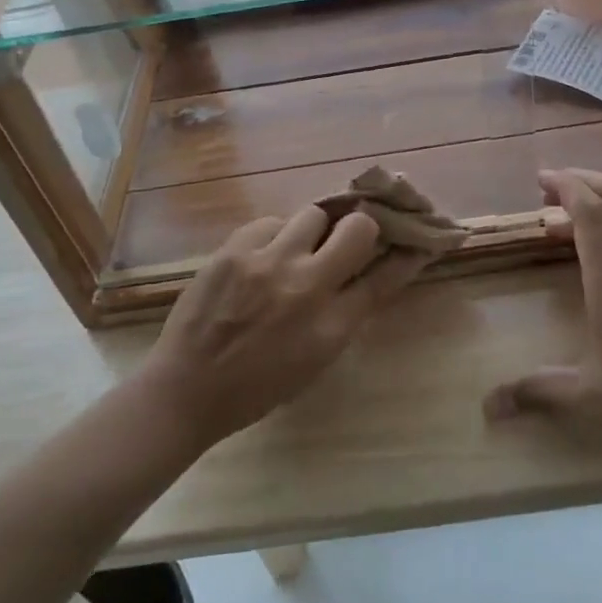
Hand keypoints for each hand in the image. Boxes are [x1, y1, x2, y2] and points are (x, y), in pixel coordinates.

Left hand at [142, 205, 422, 448]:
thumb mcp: (316, 361)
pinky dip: (276, 236)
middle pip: (358, 228)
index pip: (385, 277)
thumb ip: (345, 314)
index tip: (415, 241)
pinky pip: (271, 222)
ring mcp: (268, 262)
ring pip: (314, 213)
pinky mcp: (234, 248)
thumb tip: (368, 275)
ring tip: (300, 245)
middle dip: (363, 227)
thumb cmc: (257, 387)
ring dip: (315, 228)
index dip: (406, 255)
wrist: (186, 389)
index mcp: (332, 327)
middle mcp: (306, 287)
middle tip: (351, 234)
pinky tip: (264, 256)